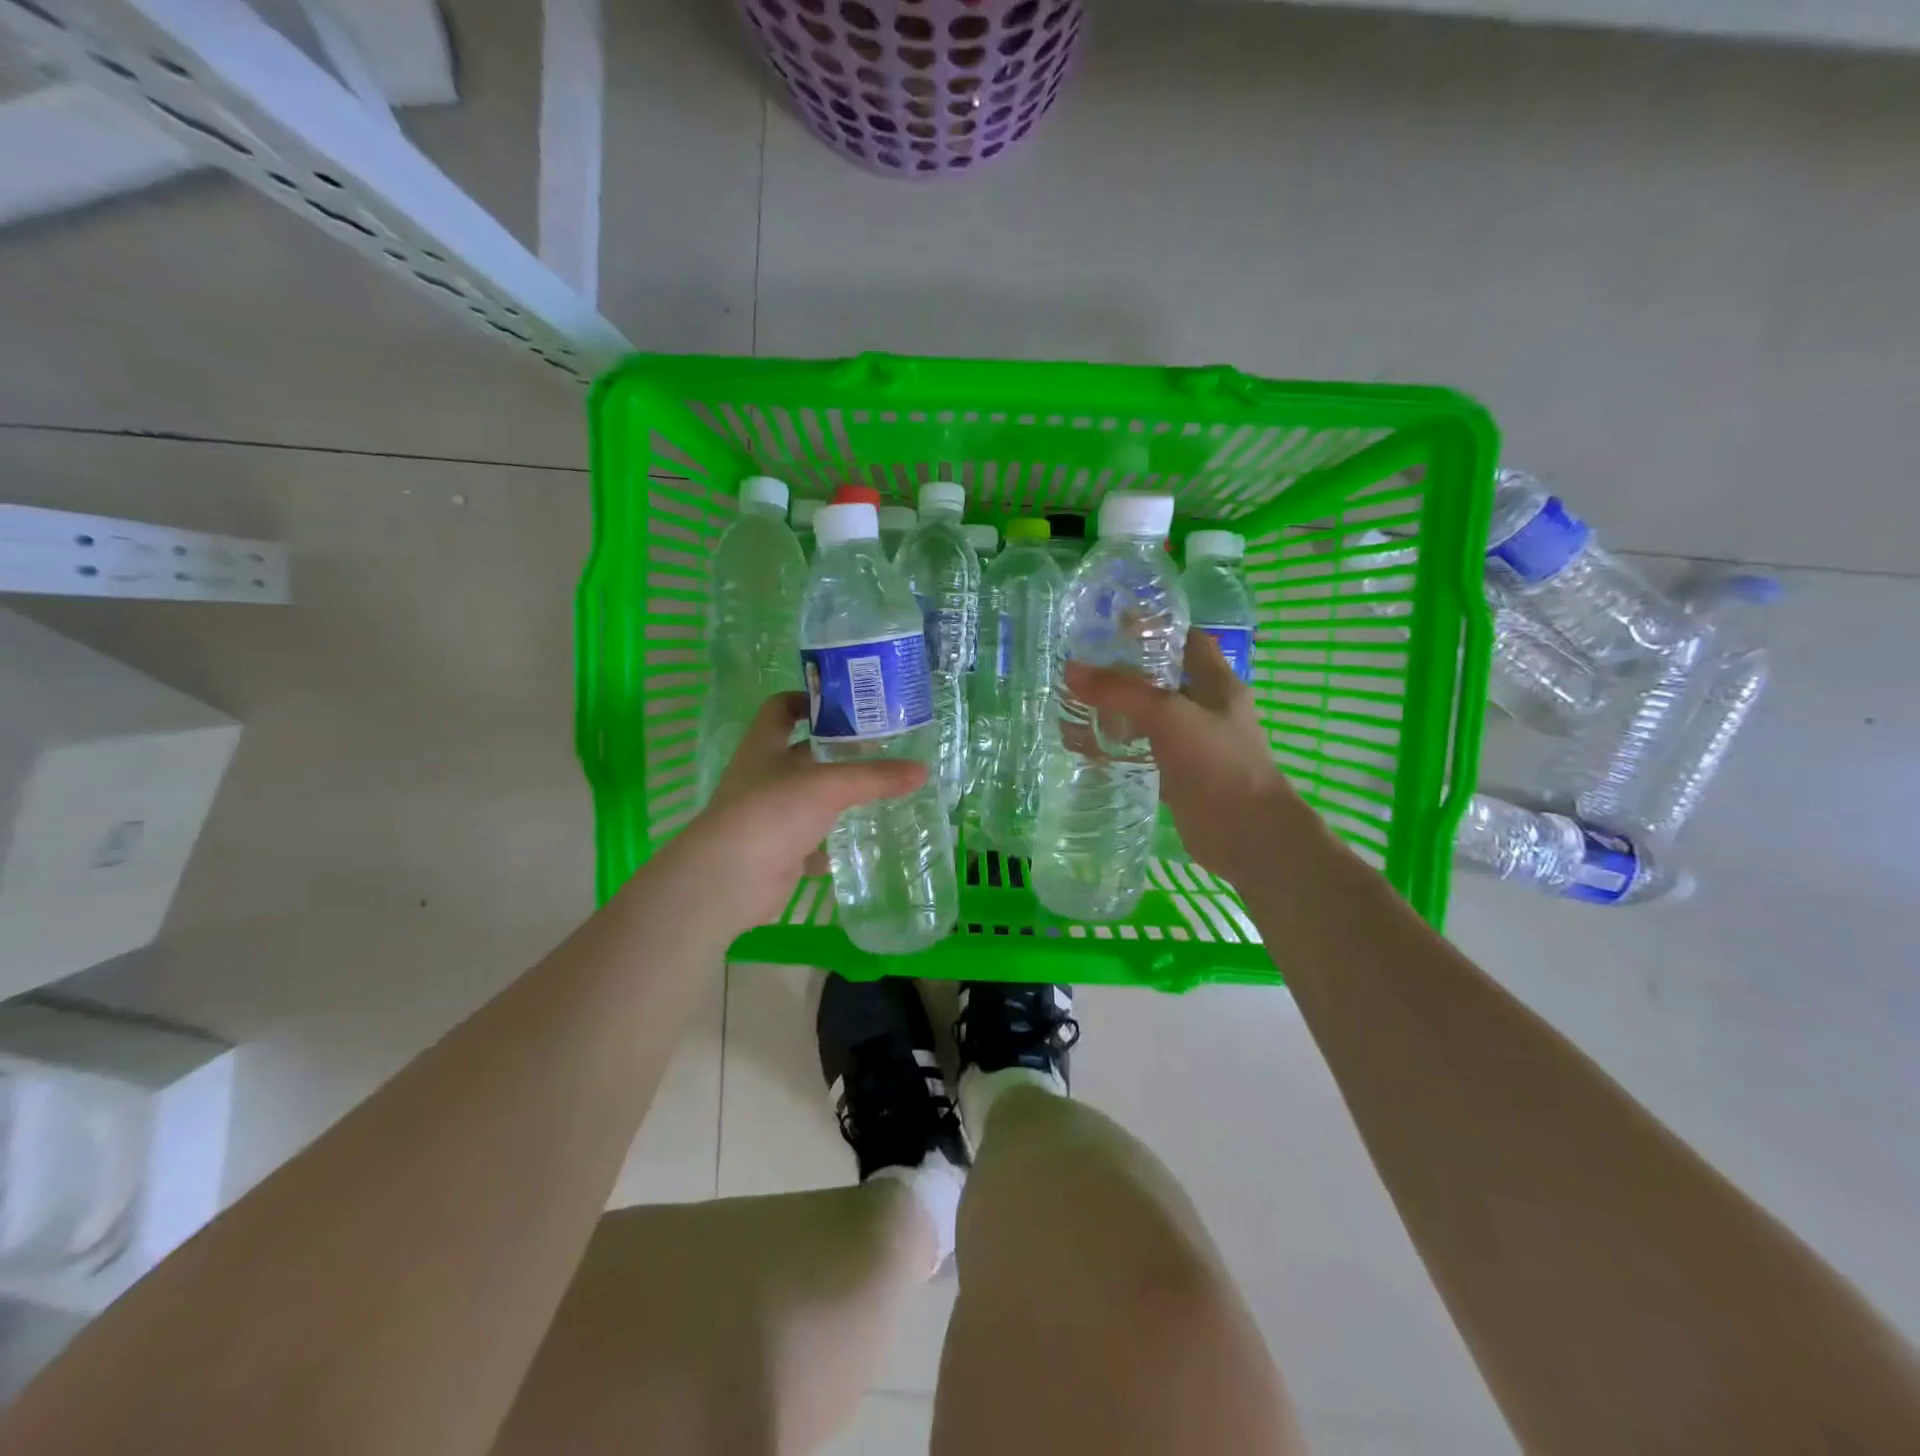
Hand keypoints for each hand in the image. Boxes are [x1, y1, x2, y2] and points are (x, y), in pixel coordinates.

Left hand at [664, 693, 926, 932]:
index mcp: (765, 746)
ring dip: (833, 799)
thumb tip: (922, 771)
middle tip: (879, 750)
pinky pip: (806, 843)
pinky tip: (852, 846)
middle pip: (800, 754)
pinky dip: (827, 845)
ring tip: (875, 795)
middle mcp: (762, 776)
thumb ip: (876, 777)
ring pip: (805, 799)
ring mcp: (766, 815)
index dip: (808, 700)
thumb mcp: (829, 786)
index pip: (781, 707)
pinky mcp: (774, 851)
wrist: (730, 879)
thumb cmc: (773, 811)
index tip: (845, 705)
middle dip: (835, 752)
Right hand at [1065, 632, 1319, 887]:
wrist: (1247, 834)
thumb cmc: (1217, 763)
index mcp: (1217, 683)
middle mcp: (1207, 708)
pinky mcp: (1179, 775)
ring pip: (1149, 718)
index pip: (1187, 640)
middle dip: (1125, 673)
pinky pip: (1144, 752)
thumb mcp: (1168, 716)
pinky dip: (1119, 749)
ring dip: (1117, 712)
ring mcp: (1194, 744)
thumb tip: (1072, 670)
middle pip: (1163, 679)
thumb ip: (1121, 691)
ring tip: (1075, 707)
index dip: (1155, 628)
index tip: (1113, 625)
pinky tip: (1089, 749)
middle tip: (1082, 669)